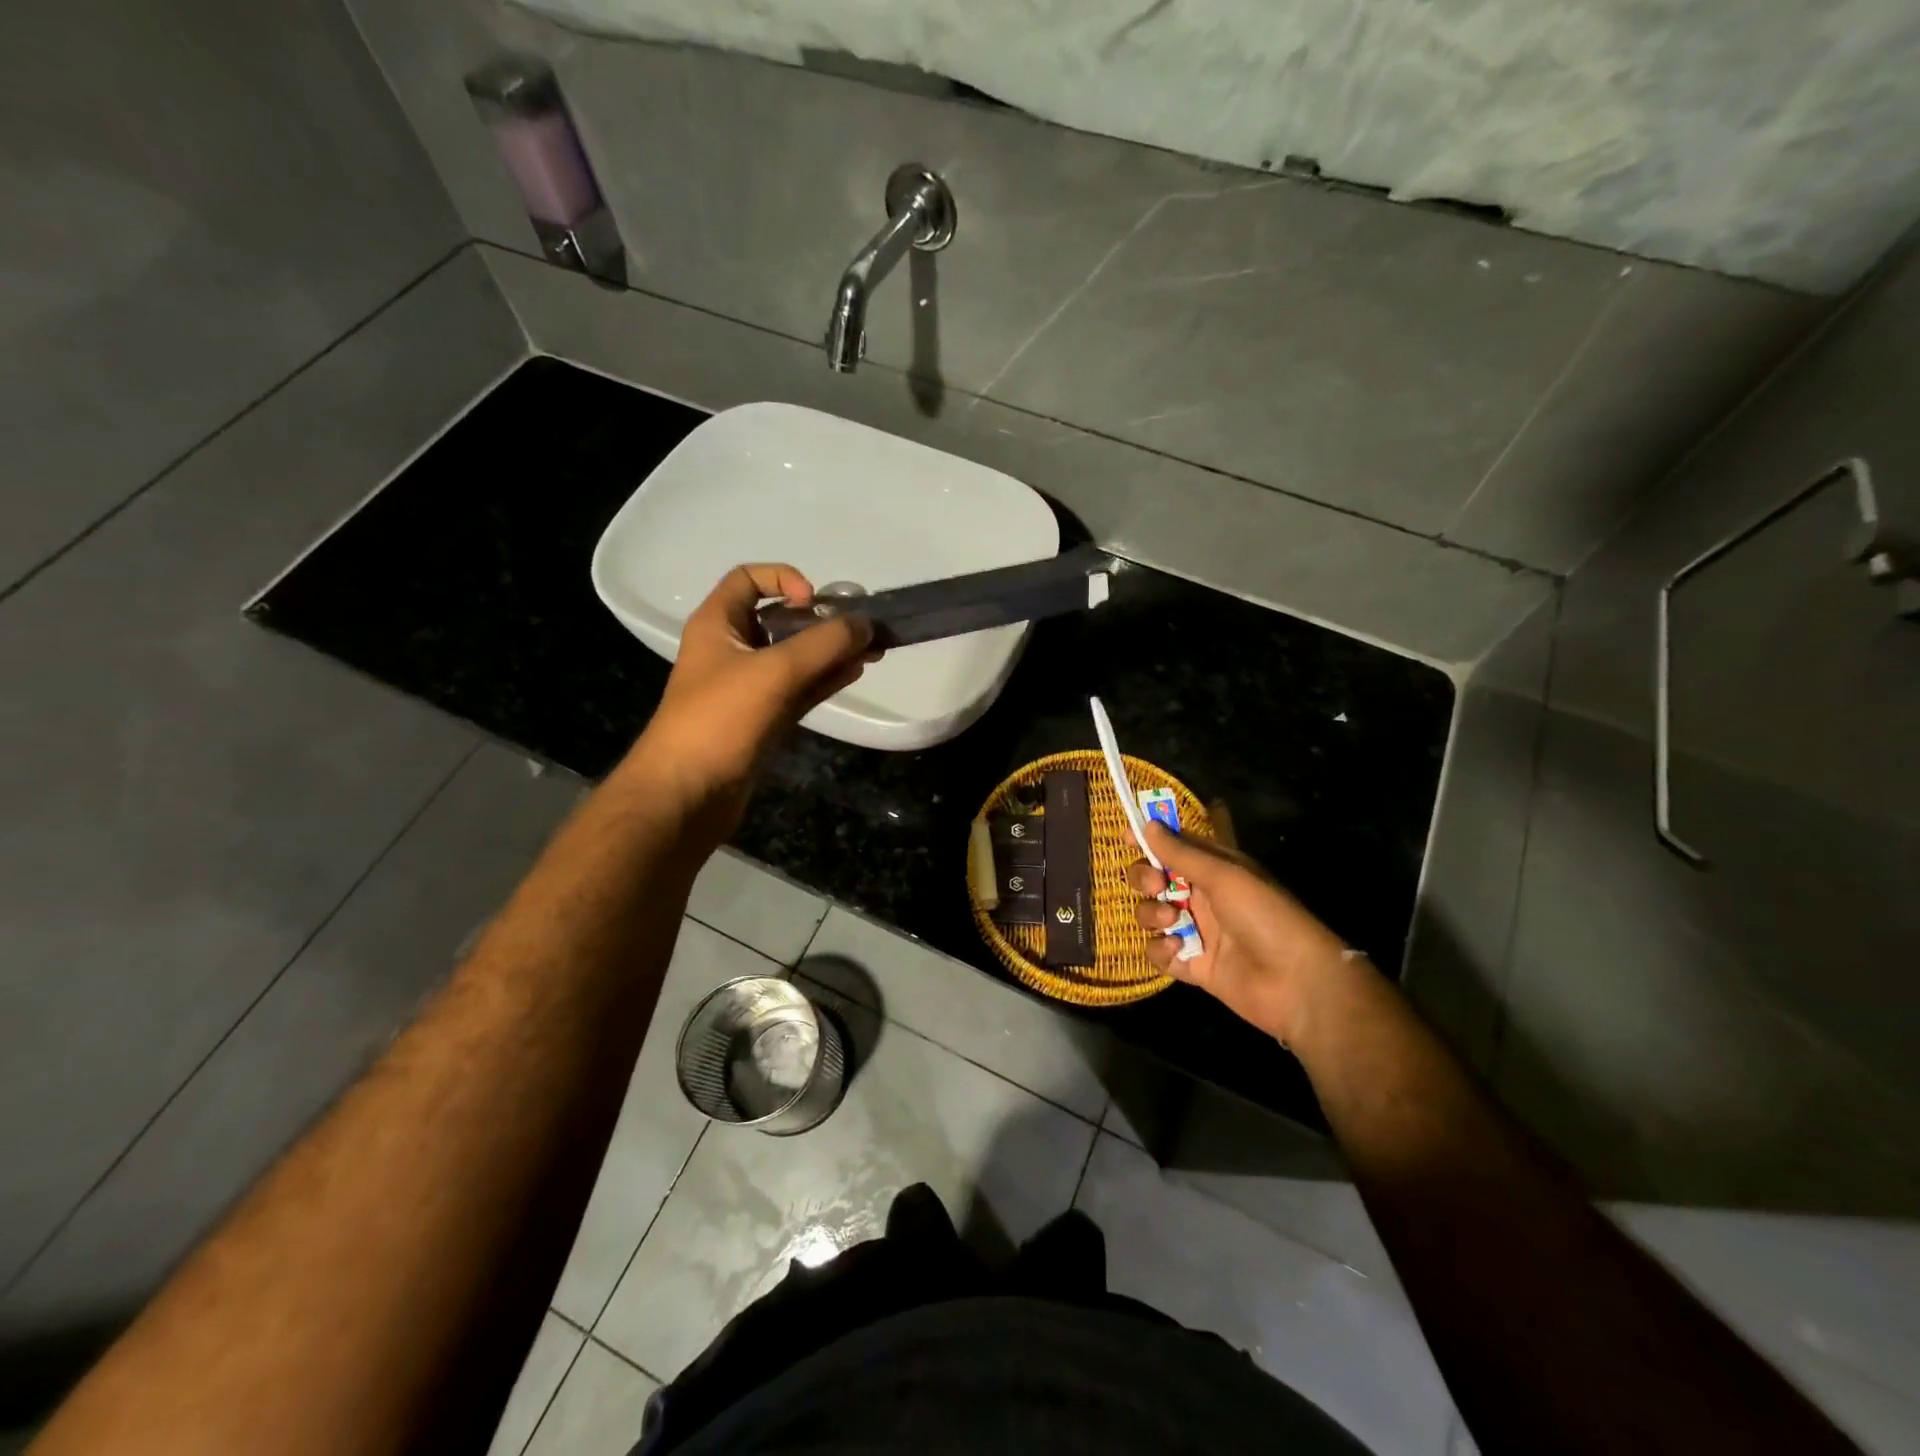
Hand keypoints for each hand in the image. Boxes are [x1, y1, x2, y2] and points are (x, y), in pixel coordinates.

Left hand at [627, 564, 876, 835]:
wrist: (687, 794)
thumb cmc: (720, 720)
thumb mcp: (775, 671)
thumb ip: (824, 644)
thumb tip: (866, 625)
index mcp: (717, 624)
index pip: (748, 579)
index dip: (782, 578)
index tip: (813, 602)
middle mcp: (731, 650)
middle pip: (779, 620)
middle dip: (821, 621)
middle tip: (862, 629)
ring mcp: (747, 688)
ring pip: (794, 658)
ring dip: (830, 651)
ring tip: (872, 650)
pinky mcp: (762, 719)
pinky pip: (798, 689)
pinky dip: (824, 679)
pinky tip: (854, 673)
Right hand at [1128, 821, 1352, 1043]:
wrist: (1296, 982)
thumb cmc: (1264, 916)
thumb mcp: (1223, 876)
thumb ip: (1181, 853)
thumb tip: (1147, 824)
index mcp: (1215, 868)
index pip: (1175, 845)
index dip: (1150, 839)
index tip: (1127, 837)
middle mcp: (1202, 896)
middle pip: (1155, 879)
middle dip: (1145, 878)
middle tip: (1155, 884)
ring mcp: (1196, 931)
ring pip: (1152, 914)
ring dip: (1151, 913)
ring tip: (1170, 920)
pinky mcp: (1192, 965)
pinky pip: (1160, 953)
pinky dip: (1161, 950)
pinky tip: (1178, 950)